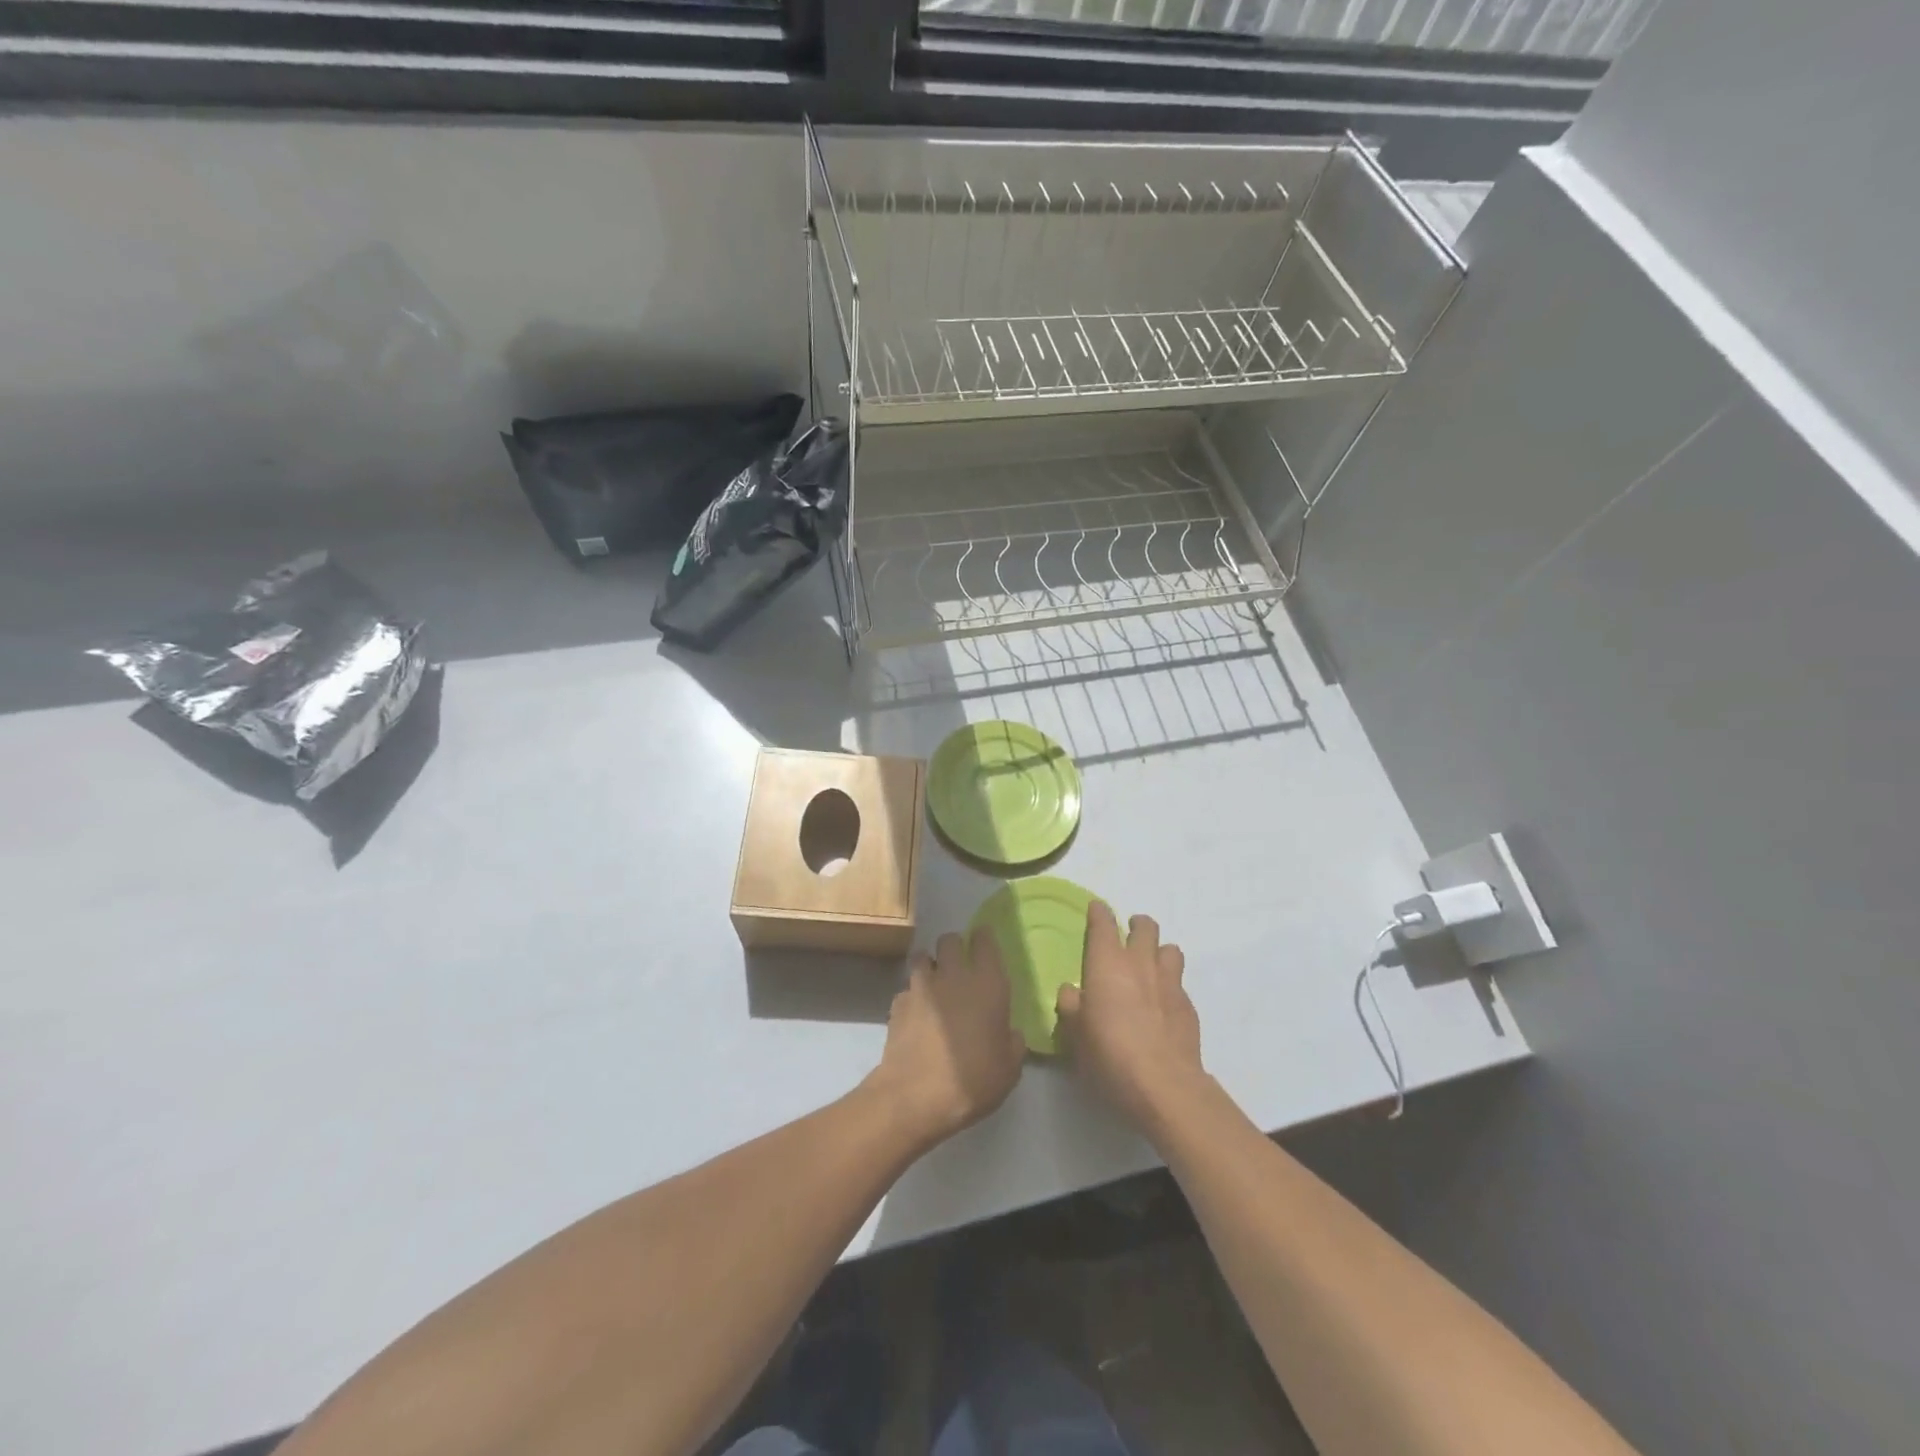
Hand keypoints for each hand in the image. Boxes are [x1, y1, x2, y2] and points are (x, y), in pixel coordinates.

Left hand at [868, 928, 1025, 1148]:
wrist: (916, 1096)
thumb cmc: (973, 1080)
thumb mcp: (1009, 1069)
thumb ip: (1013, 1043)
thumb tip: (1010, 1034)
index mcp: (988, 984)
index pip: (985, 941)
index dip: (984, 938)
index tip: (984, 942)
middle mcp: (953, 975)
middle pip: (950, 940)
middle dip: (954, 947)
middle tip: (959, 965)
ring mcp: (921, 986)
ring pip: (923, 957)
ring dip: (930, 965)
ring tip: (934, 985)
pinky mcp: (898, 1003)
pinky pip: (907, 989)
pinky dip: (912, 996)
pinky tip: (916, 1015)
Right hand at [1056, 903, 1205, 1132]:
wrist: (1163, 1084)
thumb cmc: (1109, 1053)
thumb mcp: (1075, 1034)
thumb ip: (1071, 1006)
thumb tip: (1071, 991)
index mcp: (1107, 963)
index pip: (1103, 924)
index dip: (1099, 913)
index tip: (1096, 910)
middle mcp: (1140, 963)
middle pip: (1145, 926)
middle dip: (1136, 925)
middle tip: (1127, 936)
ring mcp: (1169, 982)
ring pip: (1170, 949)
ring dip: (1159, 951)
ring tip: (1150, 967)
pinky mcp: (1188, 1006)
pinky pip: (1179, 983)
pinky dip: (1170, 986)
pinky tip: (1162, 1005)